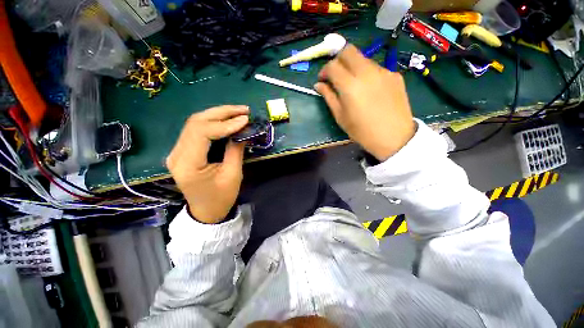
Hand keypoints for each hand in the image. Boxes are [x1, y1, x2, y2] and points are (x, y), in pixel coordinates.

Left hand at [166, 106, 248, 223]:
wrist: (206, 211)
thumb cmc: (221, 198)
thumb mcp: (233, 175)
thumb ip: (235, 150)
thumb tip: (242, 130)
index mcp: (188, 164)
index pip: (202, 132)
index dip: (225, 123)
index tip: (245, 120)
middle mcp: (177, 154)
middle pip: (196, 122)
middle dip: (222, 113)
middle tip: (243, 110)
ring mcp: (177, 151)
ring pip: (195, 123)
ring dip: (218, 115)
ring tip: (238, 112)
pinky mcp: (183, 151)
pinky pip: (197, 130)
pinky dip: (213, 122)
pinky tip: (226, 120)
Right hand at [315, 44, 415, 160]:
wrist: (394, 137)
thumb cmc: (362, 131)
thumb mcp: (340, 117)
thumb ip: (329, 97)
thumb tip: (318, 85)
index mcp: (350, 86)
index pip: (332, 65)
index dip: (324, 71)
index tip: (322, 80)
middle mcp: (366, 72)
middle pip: (348, 50)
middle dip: (338, 60)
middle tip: (336, 75)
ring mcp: (383, 71)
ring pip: (363, 58)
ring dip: (353, 67)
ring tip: (353, 85)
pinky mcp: (394, 75)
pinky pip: (376, 68)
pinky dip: (367, 74)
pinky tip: (369, 90)